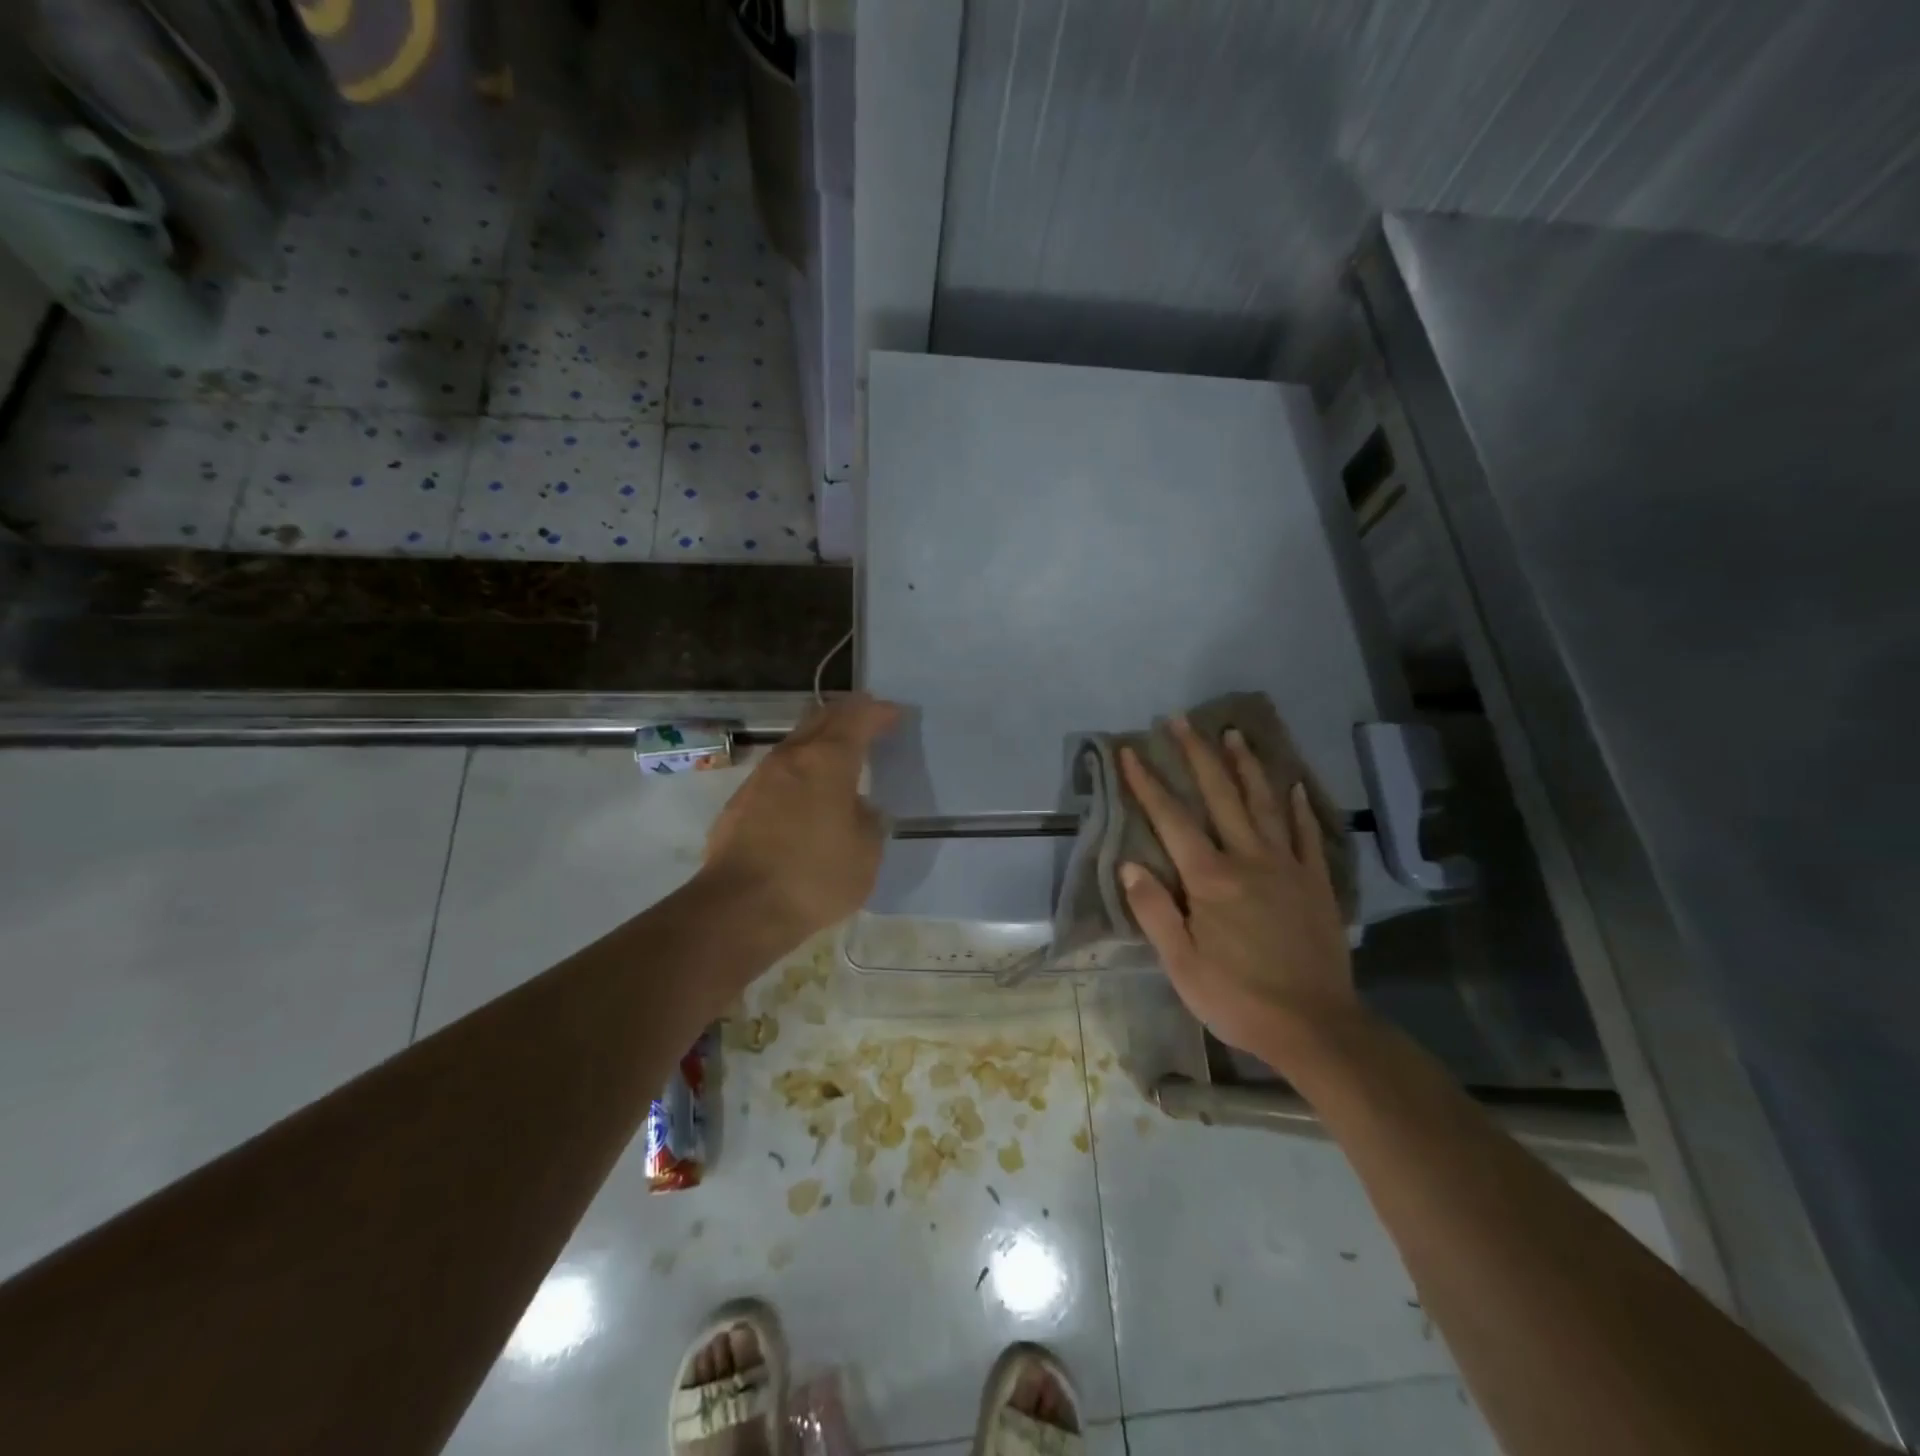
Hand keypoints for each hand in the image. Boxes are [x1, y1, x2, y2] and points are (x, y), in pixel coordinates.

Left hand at [702, 693, 900, 943]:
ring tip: (839, 756)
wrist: (740, 909)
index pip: (857, 718)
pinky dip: (799, 770)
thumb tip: (860, 809)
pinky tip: (807, 794)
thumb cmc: (814, 878)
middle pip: (820, 718)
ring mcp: (759, 779)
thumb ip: (868, 822)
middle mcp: (791, 758)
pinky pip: (777, 772)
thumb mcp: (866, 854)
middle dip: (846, 714)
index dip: (878, 712)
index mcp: (827, 761)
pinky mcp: (739, 803)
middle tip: (868, 720)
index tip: (895, 714)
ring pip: (795, 743)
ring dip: (819, 741)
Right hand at [1120, 717, 1358, 1058]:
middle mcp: (1248, 860)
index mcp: (1210, 880)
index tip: (1130, 751)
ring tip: (1233, 733)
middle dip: (1197, 755)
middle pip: (1220, 796)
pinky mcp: (1316, 884)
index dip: (1147, 784)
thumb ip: (1154, 911)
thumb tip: (1129, 864)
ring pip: (1264, 804)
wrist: (1316, 1028)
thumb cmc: (1238, 998)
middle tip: (1181, 720)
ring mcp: (1287, 867)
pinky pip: (1306, 835)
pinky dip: (1298, 807)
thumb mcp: (1181, 965)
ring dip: (1246, 766)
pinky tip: (1293, 786)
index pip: (1172, 821)